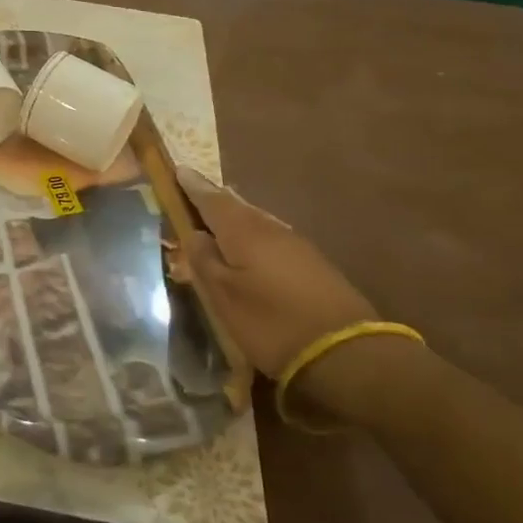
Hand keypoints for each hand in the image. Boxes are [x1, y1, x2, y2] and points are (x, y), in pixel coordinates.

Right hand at [179, 167, 379, 378]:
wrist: (345, 353)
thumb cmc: (270, 322)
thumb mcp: (223, 295)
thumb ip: (204, 260)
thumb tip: (194, 233)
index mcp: (243, 230)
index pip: (210, 198)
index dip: (191, 185)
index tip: (177, 169)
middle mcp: (270, 228)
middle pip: (235, 205)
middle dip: (213, 198)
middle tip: (193, 192)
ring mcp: (295, 244)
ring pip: (255, 220)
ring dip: (233, 216)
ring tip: (216, 218)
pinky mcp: (312, 263)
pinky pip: (271, 236)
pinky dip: (252, 234)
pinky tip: (248, 247)